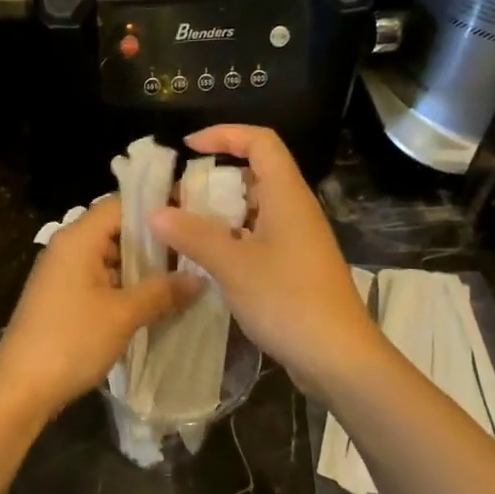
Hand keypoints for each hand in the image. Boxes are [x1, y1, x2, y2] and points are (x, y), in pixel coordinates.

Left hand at [0, 197, 201, 419]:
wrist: (20, 388)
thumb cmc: (71, 341)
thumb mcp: (123, 315)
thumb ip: (162, 292)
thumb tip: (199, 278)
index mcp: (78, 238)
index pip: (121, 204)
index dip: (155, 209)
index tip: (191, 218)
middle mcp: (67, 247)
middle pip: (115, 230)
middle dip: (153, 242)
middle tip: (193, 253)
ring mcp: (62, 272)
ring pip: (108, 256)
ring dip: (140, 267)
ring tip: (181, 278)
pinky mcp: (61, 296)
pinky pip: (98, 278)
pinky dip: (123, 285)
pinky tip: (152, 301)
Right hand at [148, 125, 385, 392]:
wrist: (339, 358)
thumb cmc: (288, 301)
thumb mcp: (233, 265)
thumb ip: (193, 235)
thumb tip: (155, 212)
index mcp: (287, 196)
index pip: (260, 142)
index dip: (224, 134)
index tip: (188, 148)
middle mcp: (295, 210)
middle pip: (257, 173)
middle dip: (216, 177)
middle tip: (179, 195)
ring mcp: (298, 239)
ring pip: (256, 208)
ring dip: (221, 211)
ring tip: (184, 227)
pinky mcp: (296, 266)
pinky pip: (259, 236)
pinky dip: (231, 237)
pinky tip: (207, 259)